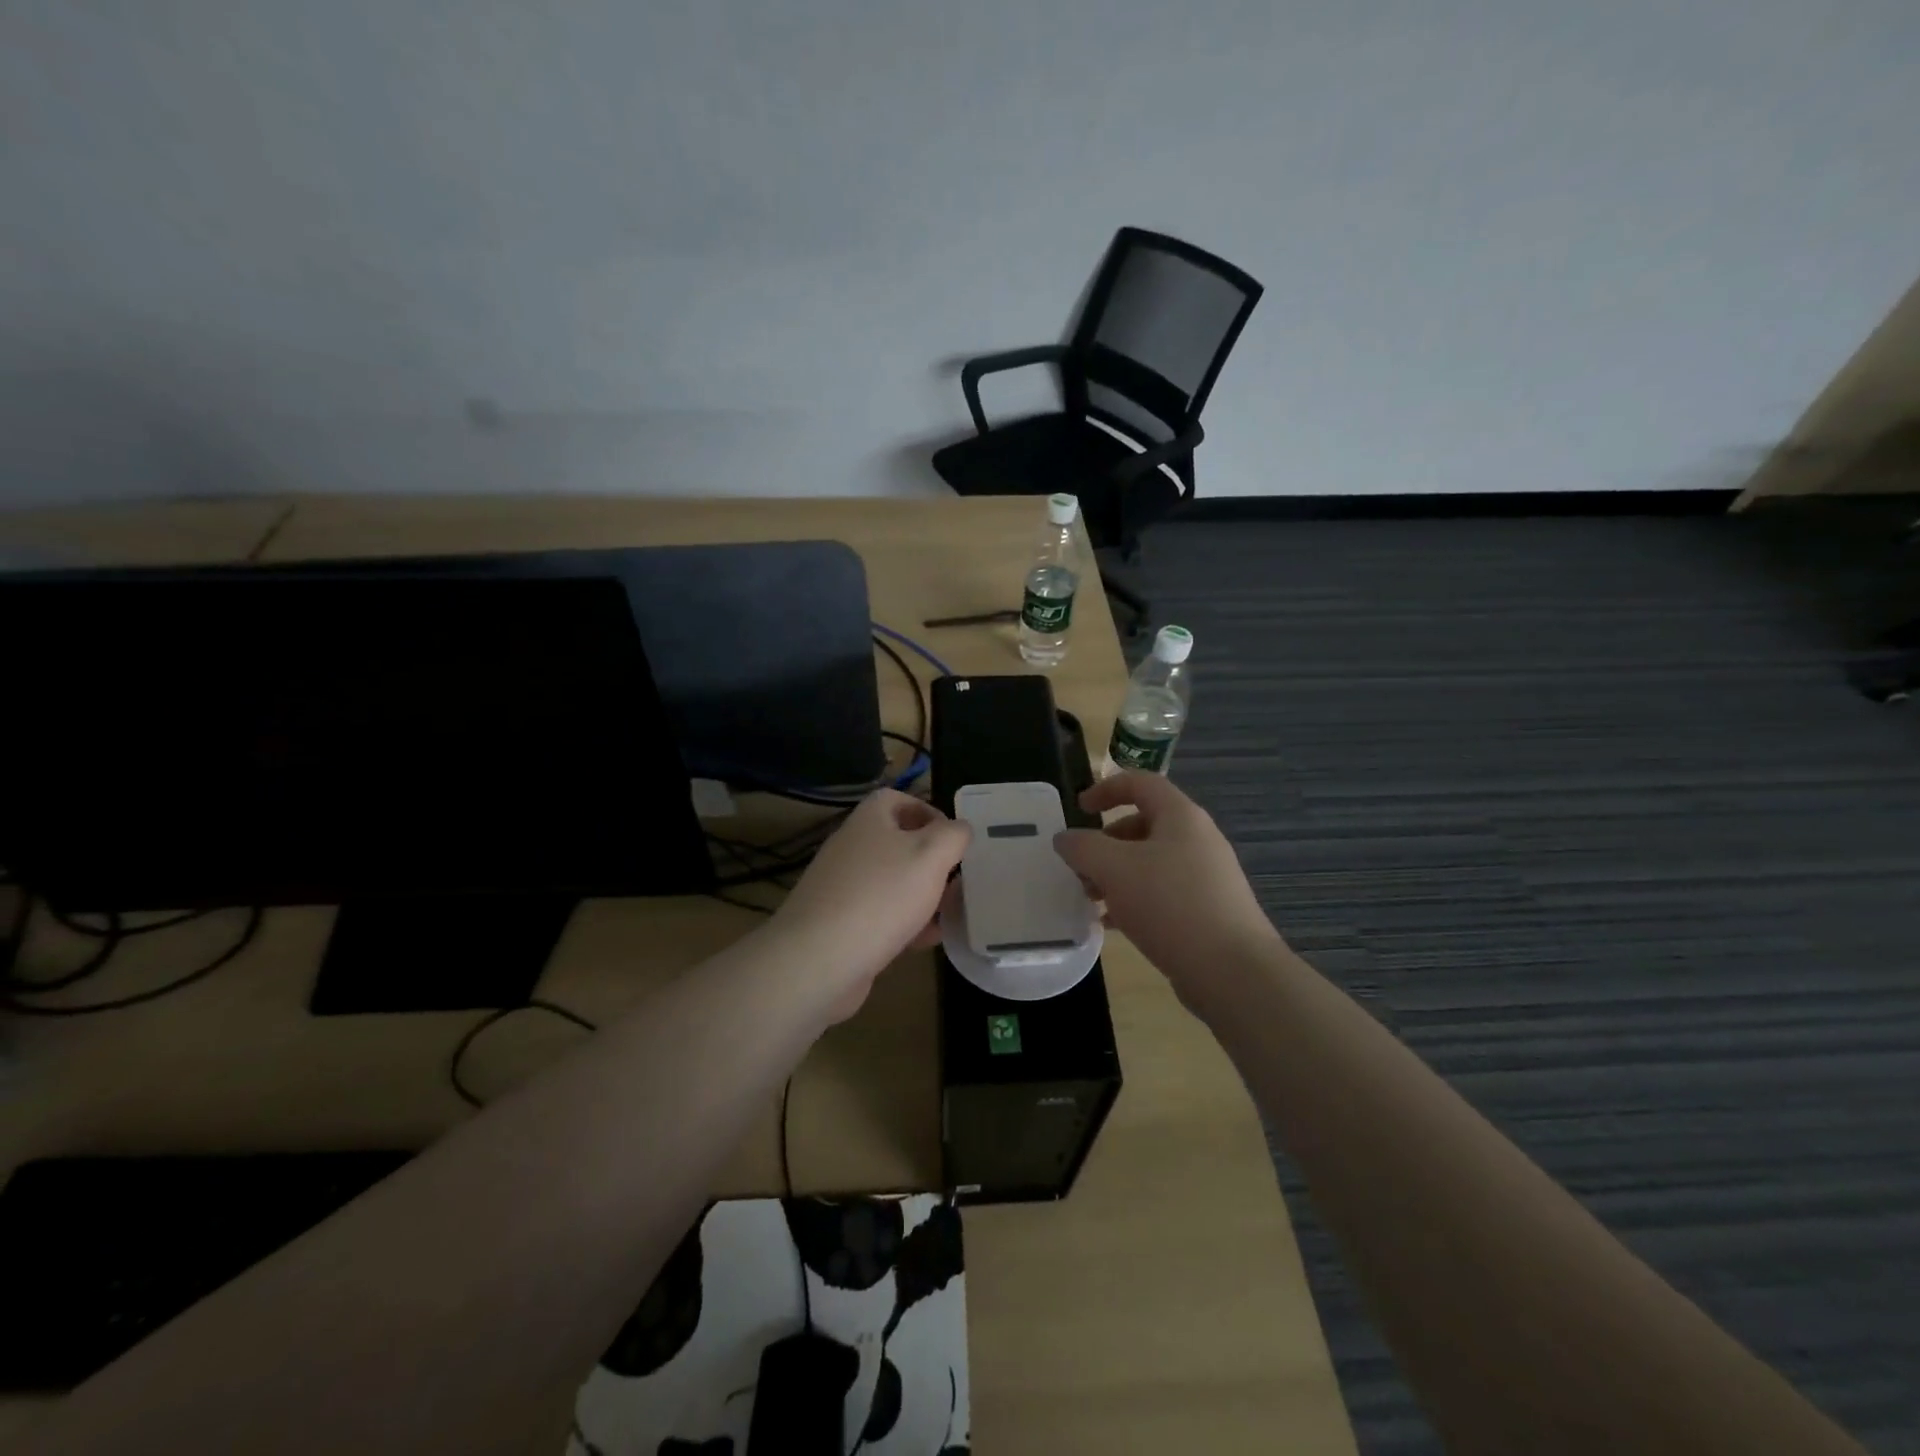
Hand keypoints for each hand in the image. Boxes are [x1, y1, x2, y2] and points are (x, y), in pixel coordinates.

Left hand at [774, 790, 970, 1017]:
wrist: (819, 960)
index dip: (928, 811)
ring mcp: (842, 887)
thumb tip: (959, 829)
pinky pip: (879, 914)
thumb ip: (953, 836)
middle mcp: (852, 847)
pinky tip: (925, 942)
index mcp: (869, 820)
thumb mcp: (931, 856)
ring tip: (949, 913)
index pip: (897, 799)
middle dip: (931, 861)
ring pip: (891, 882)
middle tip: (957, 879)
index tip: (953, 838)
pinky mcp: (839, 924)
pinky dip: (904, 923)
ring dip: (922, 895)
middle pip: (897, 842)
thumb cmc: (881, 896)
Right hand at [1053, 771, 1278, 980]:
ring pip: (1150, 863)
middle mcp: (1197, 840)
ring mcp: (1206, 877)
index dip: (1106, 789)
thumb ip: (1083, 847)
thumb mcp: (1114, 868)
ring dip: (1116, 875)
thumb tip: (1065, 839)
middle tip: (1081, 867)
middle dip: (1106, 842)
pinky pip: (1162, 894)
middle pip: (1144, 824)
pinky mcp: (1207, 911)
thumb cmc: (1170, 904)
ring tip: (1091, 899)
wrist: (1231, 970)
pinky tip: (1112, 925)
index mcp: (1180, 817)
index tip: (1079, 809)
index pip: (1141, 783)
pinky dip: (1134, 901)